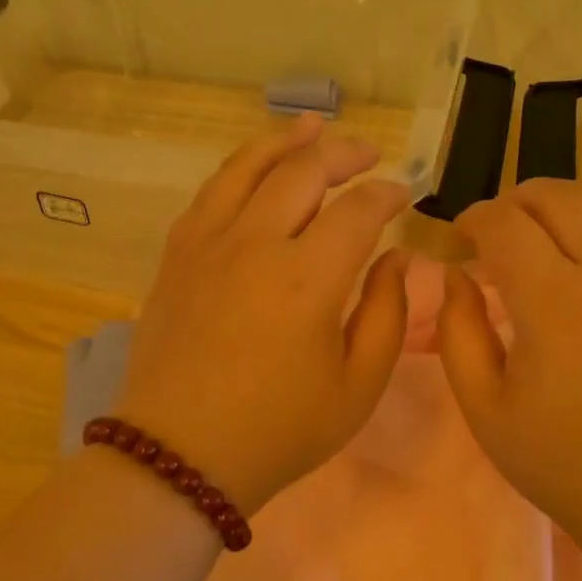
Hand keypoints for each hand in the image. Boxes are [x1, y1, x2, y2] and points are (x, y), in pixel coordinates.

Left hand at [111, 112, 409, 512]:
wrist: (180, 455)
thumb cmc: (279, 430)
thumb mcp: (357, 387)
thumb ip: (388, 316)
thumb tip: (398, 260)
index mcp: (309, 279)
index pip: (358, 211)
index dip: (387, 195)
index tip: (404, 196)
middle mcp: (256, 244)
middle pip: (304, 171)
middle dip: (344, 154)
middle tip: (369, 154)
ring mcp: (208, 244)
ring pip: (249, 167)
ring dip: (286, 141)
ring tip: (313, 126)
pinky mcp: (177, 256)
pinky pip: (210, 192)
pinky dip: (239, 168)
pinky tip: (254, 169)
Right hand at [436, 179, 581, 541]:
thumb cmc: (568, 464)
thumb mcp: (487, 409)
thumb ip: (459, 332)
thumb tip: (456, 277)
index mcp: (556, 303)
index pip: (504, 223)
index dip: (472, 220)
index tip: (459, 242)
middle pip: (555, 195)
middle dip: (512, 203)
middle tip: (495, 236)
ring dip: (563, 200)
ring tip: (543, 231)